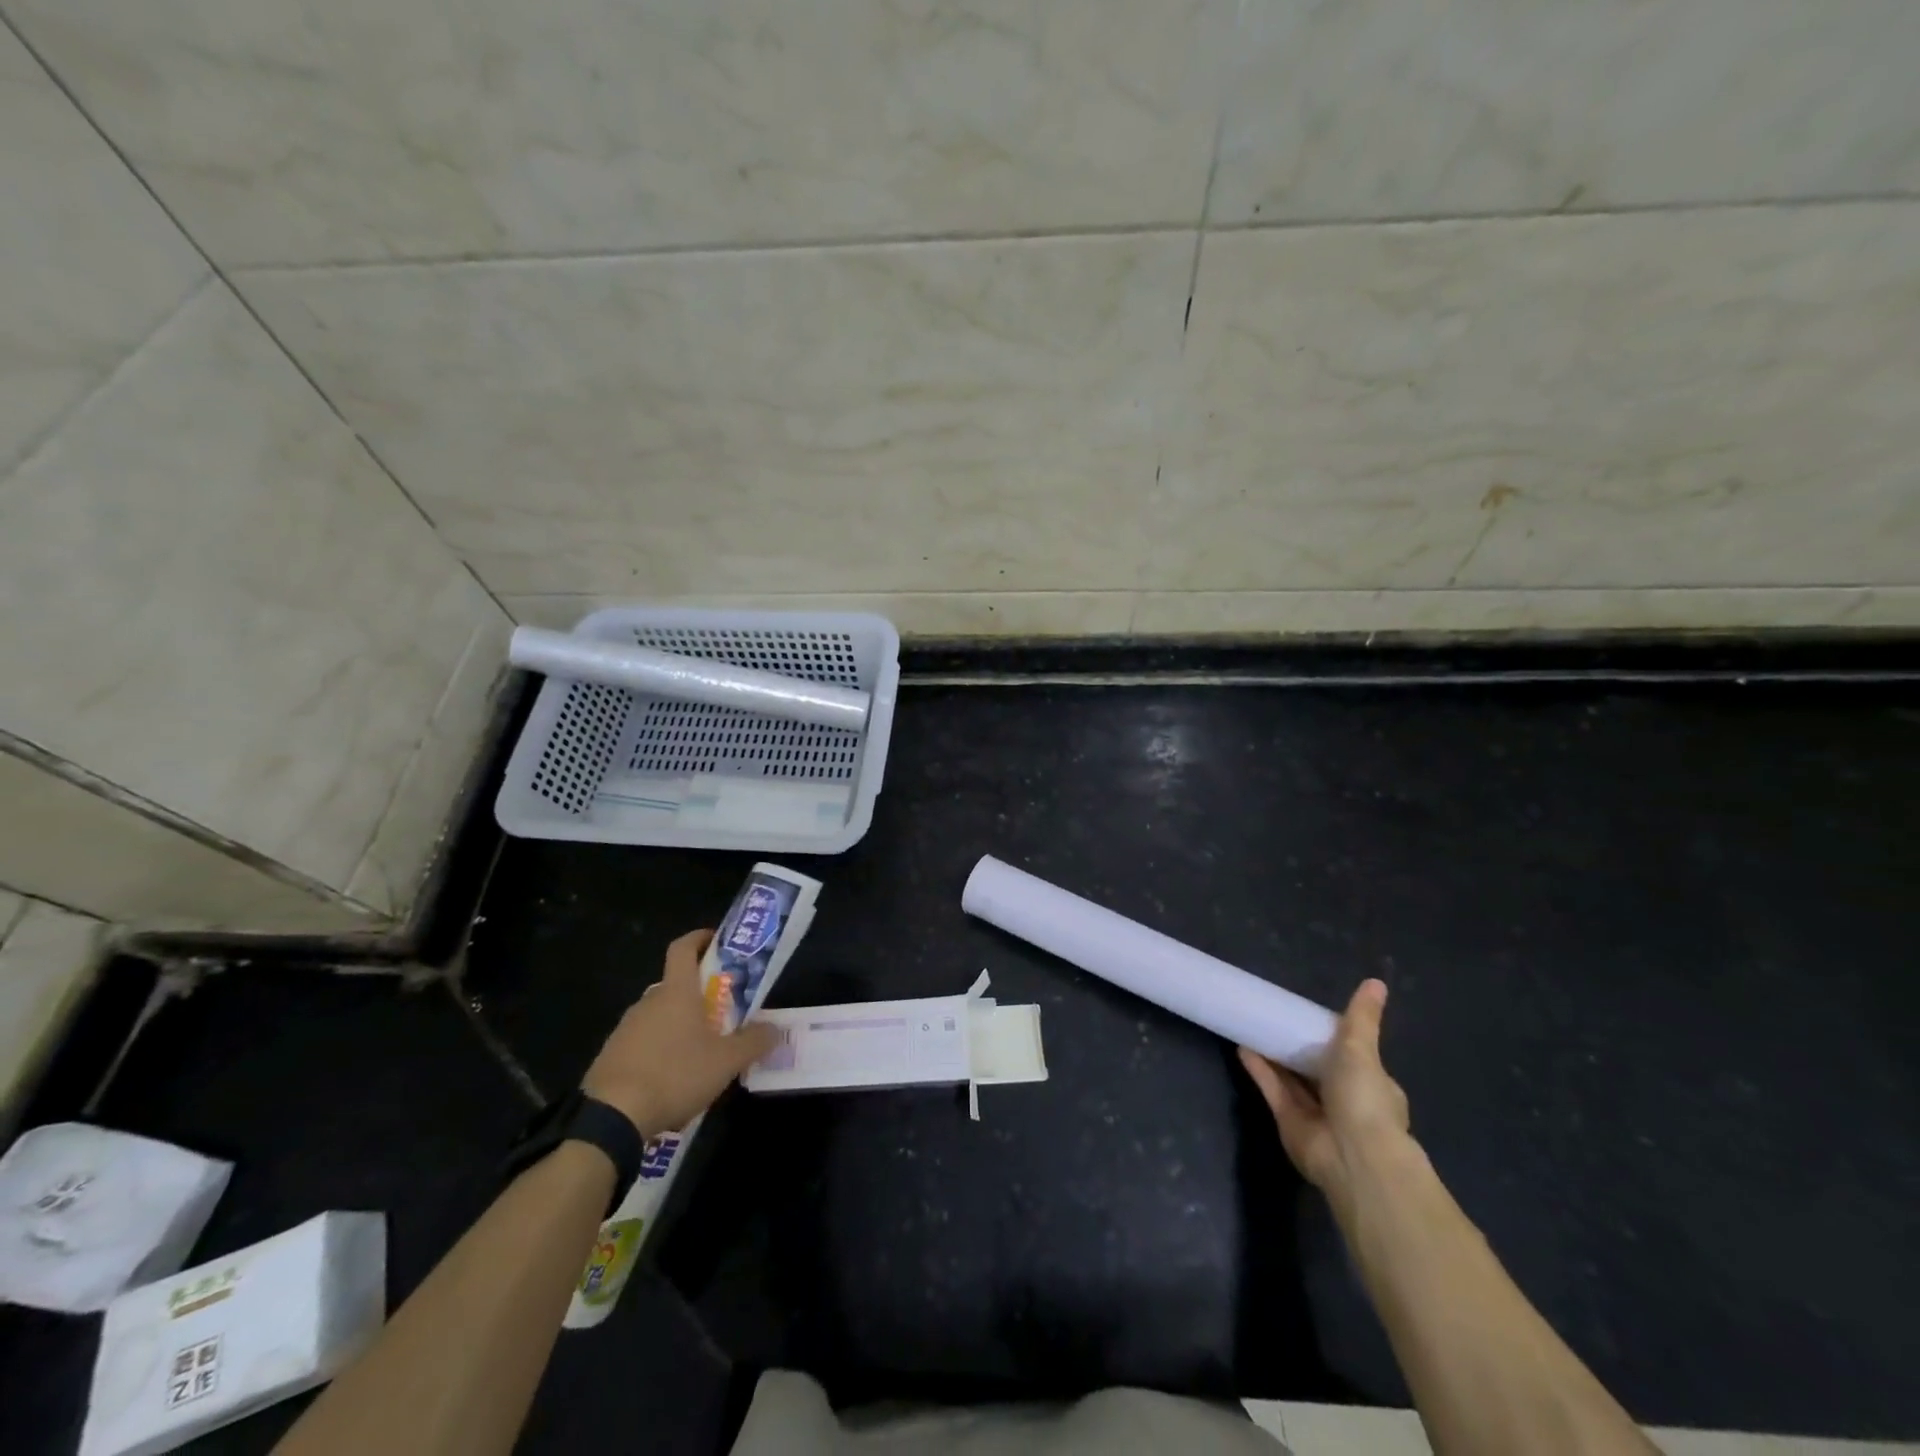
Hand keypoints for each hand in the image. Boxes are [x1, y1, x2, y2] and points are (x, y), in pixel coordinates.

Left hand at [582, 929, 779, 1136]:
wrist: (611, 1117)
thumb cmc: (675, 1074)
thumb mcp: (726, 1061)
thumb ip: (753, 1042)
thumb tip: (774, 1028)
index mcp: (676, 992)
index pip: (683, 948)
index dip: (699, 938)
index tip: (716, 940)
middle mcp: (648, 1002)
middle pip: (675, 985)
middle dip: (698, 995)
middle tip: (721, 1013)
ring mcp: (625, 1028)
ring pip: (659, 1016)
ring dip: (678, 1025)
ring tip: (700, 1053)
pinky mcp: (610, 1056)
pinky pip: (642, 1043)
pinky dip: (659, 1051)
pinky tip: (671, 1080)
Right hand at [1239, 979, 1412, 1219]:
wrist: (1351, 1155)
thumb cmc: (1364, 1099)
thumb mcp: (1363, 1050)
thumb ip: (1362, 1018)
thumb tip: (1376, 982)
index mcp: (1372, 1086)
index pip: (1356, 1060)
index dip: (1337, 1041)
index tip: (1313, 1020)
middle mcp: (1345, 1102)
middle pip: (1319, 1071)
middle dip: (1301, 1050)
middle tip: (1278, 1019)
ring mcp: (1317, 1115)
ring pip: (1293, 1080)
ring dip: (1276, 1057)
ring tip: (1254, 1026)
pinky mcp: (1289, 1122)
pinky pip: (1273, 1090)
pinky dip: (1260, 1070)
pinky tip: (1243, 1047)